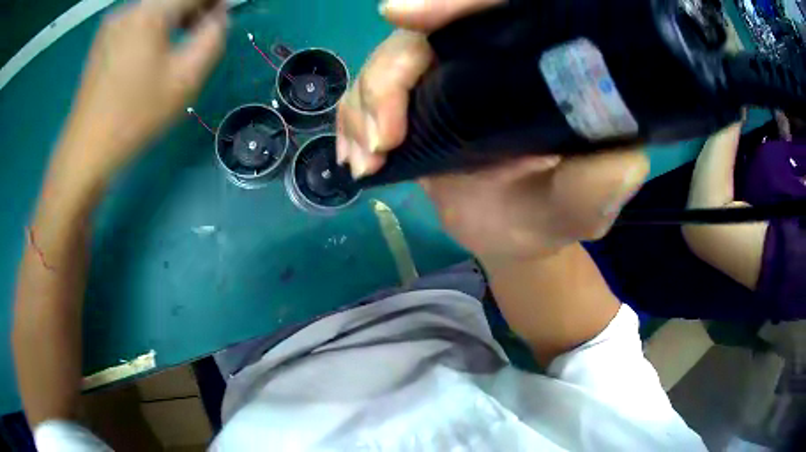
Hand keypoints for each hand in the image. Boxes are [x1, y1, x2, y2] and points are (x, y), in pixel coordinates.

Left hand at [55, 0, 226, 184]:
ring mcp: (112, 23)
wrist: (86, 149)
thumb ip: (212, 37)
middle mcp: (130, 8)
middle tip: (204, 29)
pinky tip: (152, 50)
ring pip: (154, 6)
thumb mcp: (185, 79)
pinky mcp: (102, 39)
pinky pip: (137, 19)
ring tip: (179, 41)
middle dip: (194, 7)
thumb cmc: (135, 116)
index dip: (214, 0)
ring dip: (173, 16)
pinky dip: (153, 25)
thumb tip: (218, 16)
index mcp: (150, 12)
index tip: (223, 14)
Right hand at [337, 0, 647, 261]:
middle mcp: (492, 55)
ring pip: (389, 59)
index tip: (405, 15)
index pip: (499, 7)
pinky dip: (353, 120)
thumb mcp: (584, 206)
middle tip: (383, 137)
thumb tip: (625, 160)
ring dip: (364, 104)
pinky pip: (370, 91)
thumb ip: (600, 187)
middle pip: (426, 32)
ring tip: (367, 159)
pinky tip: (357, 157)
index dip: (455, 1)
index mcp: (539, 63)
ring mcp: (449, 73)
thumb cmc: (556, 213)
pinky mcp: (418, 97)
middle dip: (390, 74)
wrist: (515, 231)